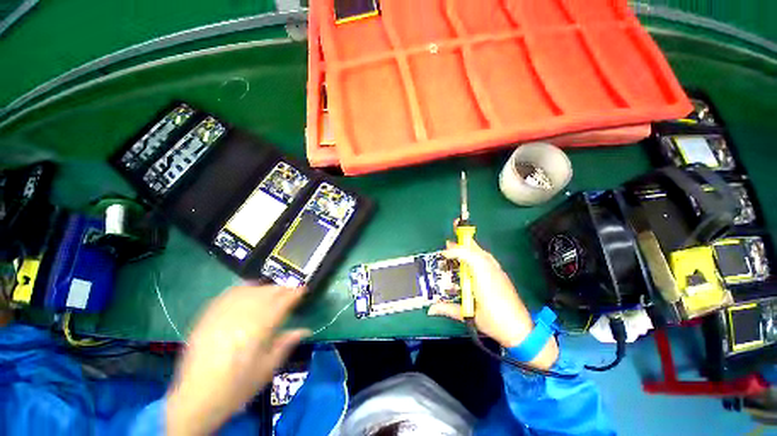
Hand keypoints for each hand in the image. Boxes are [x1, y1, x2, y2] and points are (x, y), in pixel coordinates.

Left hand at [166, 285, 308, 435]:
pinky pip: (229, 293)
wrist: (196, 398)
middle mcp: (243, 315)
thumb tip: (305, 330)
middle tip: (290, 291)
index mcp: (261, 328)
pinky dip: (243, 289)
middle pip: (268, 292)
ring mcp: (224, 313)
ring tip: (271, 291)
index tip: (303, 290)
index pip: (283, 301)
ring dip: (265, 288)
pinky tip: (247, 292)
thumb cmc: (238, 386)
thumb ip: (286, 344)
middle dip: (282, 289)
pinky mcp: (208, 316)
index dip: (295, 293)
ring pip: (250, 289)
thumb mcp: (267, 369)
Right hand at [428, 240, 557, 369]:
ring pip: (483, 254)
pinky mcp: (502, 276)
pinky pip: (488, 259)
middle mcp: (491, 272)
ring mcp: (498, 273)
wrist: (521, 330)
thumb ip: (449, 309)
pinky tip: (473, 257)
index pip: (469, 256)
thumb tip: (431, 310)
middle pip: (477, 251)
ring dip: (470, 248)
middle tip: (449, 242)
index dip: (455, 251)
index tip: (443, 253)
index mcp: (482, 279)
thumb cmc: (494, 323)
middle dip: (462, 244)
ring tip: (458, 247)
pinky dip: (478, 254)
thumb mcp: (469, 316)